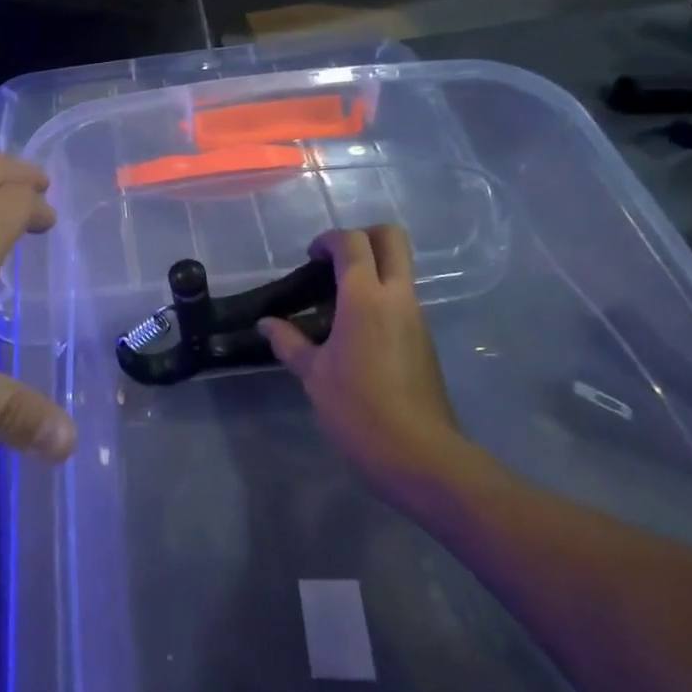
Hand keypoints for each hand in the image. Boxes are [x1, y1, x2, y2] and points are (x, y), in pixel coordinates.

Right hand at [260, 226, 469, 487]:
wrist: (420, 455)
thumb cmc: (358, 409)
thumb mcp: (313, 375)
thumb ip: (289, 342)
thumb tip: (266, 324)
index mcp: (365, 298)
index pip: (352, 243)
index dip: (328, 240)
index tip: (310, 258)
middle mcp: (397, 296)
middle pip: (391, 237)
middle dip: (362, 236)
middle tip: (334, 261)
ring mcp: (416, 315)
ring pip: (400, 267)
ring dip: (372, 268)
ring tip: (337, 300)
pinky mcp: (424, 337)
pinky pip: (402, 297)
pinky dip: (380, 295)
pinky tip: (354, 330)